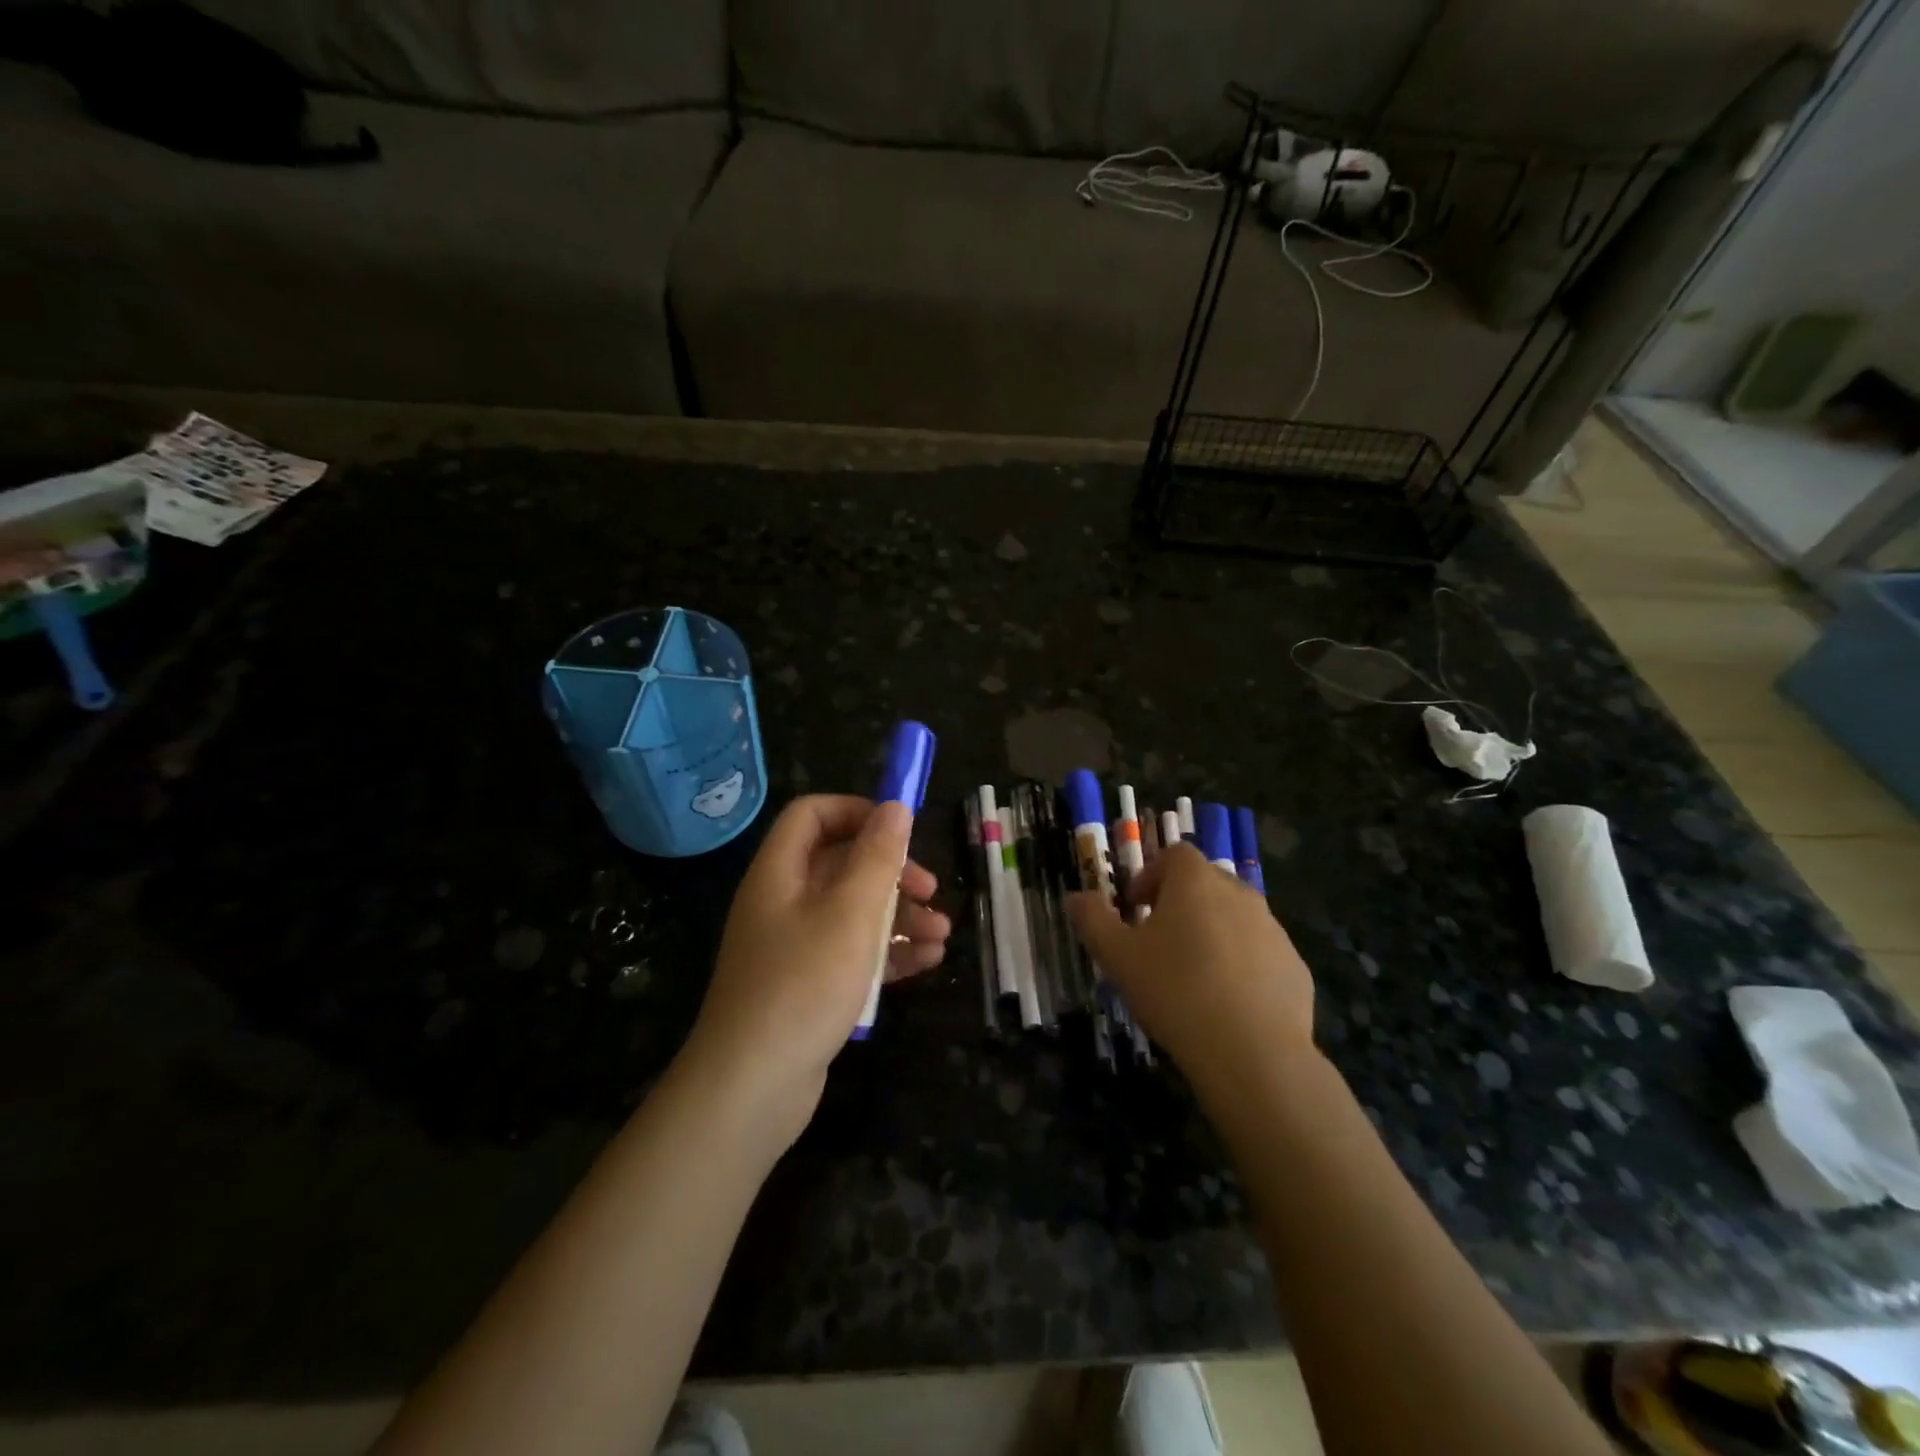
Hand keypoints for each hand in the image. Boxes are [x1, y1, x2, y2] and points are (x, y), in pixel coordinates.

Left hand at [685, 795, 950, 1147]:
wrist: (752, 1088)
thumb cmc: (803, 984)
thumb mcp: (850, 912)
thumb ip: (877, 856)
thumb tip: (895, 806)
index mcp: (780, 872)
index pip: (813, 815)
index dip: (856, 812)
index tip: (900, 830)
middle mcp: (783, 902)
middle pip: (840, 863)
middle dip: (892, 872)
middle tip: (932, 889)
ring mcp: (794, 946)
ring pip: (852, 911)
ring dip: (899, 915)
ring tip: (942, 934)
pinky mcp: (808, 985)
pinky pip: (852, 952)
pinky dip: (887, 951)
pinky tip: (927, 962)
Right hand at [1068, 843, 1316, 1096]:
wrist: (1253, 1054)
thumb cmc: (1175, 992)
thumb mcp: (1117, 957)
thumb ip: (1092, 920)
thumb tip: (1076, 897)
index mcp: (1196, 882)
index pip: (1174, 854)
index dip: (1150, 875)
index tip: (1135, 910)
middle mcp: (1240, 894)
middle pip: (1206, 882)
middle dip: (1180, 903)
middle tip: (1158, 942)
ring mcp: (1274, 930)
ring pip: (1235, 918)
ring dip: (1212, 933)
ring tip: (1192, 977)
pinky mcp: (1295, 967)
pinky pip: (1260, 953)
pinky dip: (1241, 965)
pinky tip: (1226, 1003)